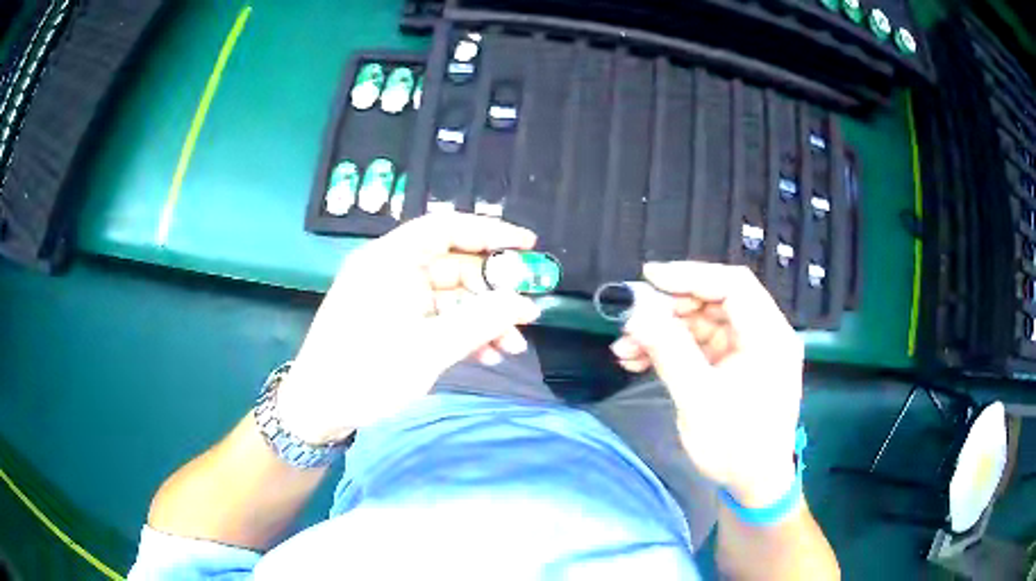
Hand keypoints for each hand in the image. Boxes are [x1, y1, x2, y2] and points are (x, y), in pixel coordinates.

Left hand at [277, 213, 541, 444]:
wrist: (318, 408)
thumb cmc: (367, 372)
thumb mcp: (429, 348)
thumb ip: (482, 321)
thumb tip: (526, 303)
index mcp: (390, 260)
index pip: (448, 227)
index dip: (491, 232)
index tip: (528, 246)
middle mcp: (391, 270)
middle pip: (454, 265)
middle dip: (492, 291)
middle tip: (526, 313)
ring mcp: (392, 297)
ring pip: (449, 296)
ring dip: (481, 318)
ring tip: (511, 347)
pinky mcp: (393, 321)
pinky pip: (435, 316)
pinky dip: (461, 332)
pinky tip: (486, 355)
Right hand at [610, 262, 803, 507]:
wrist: (754, 485)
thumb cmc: (735, 446)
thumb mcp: (699, 399)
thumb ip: (668, 350)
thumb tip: (635, 313)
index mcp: (769, 336)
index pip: (733, 285)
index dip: (691, 275)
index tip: (649, 278)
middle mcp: (763, 335)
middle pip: (715, 302)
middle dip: (670, 309)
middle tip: (633, 322)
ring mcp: (749, 351)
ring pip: (703, 324)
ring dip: (664, 332)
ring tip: (625, 348)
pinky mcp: (735, 366)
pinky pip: (701, 345)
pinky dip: (672, 349)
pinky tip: (639, 360)